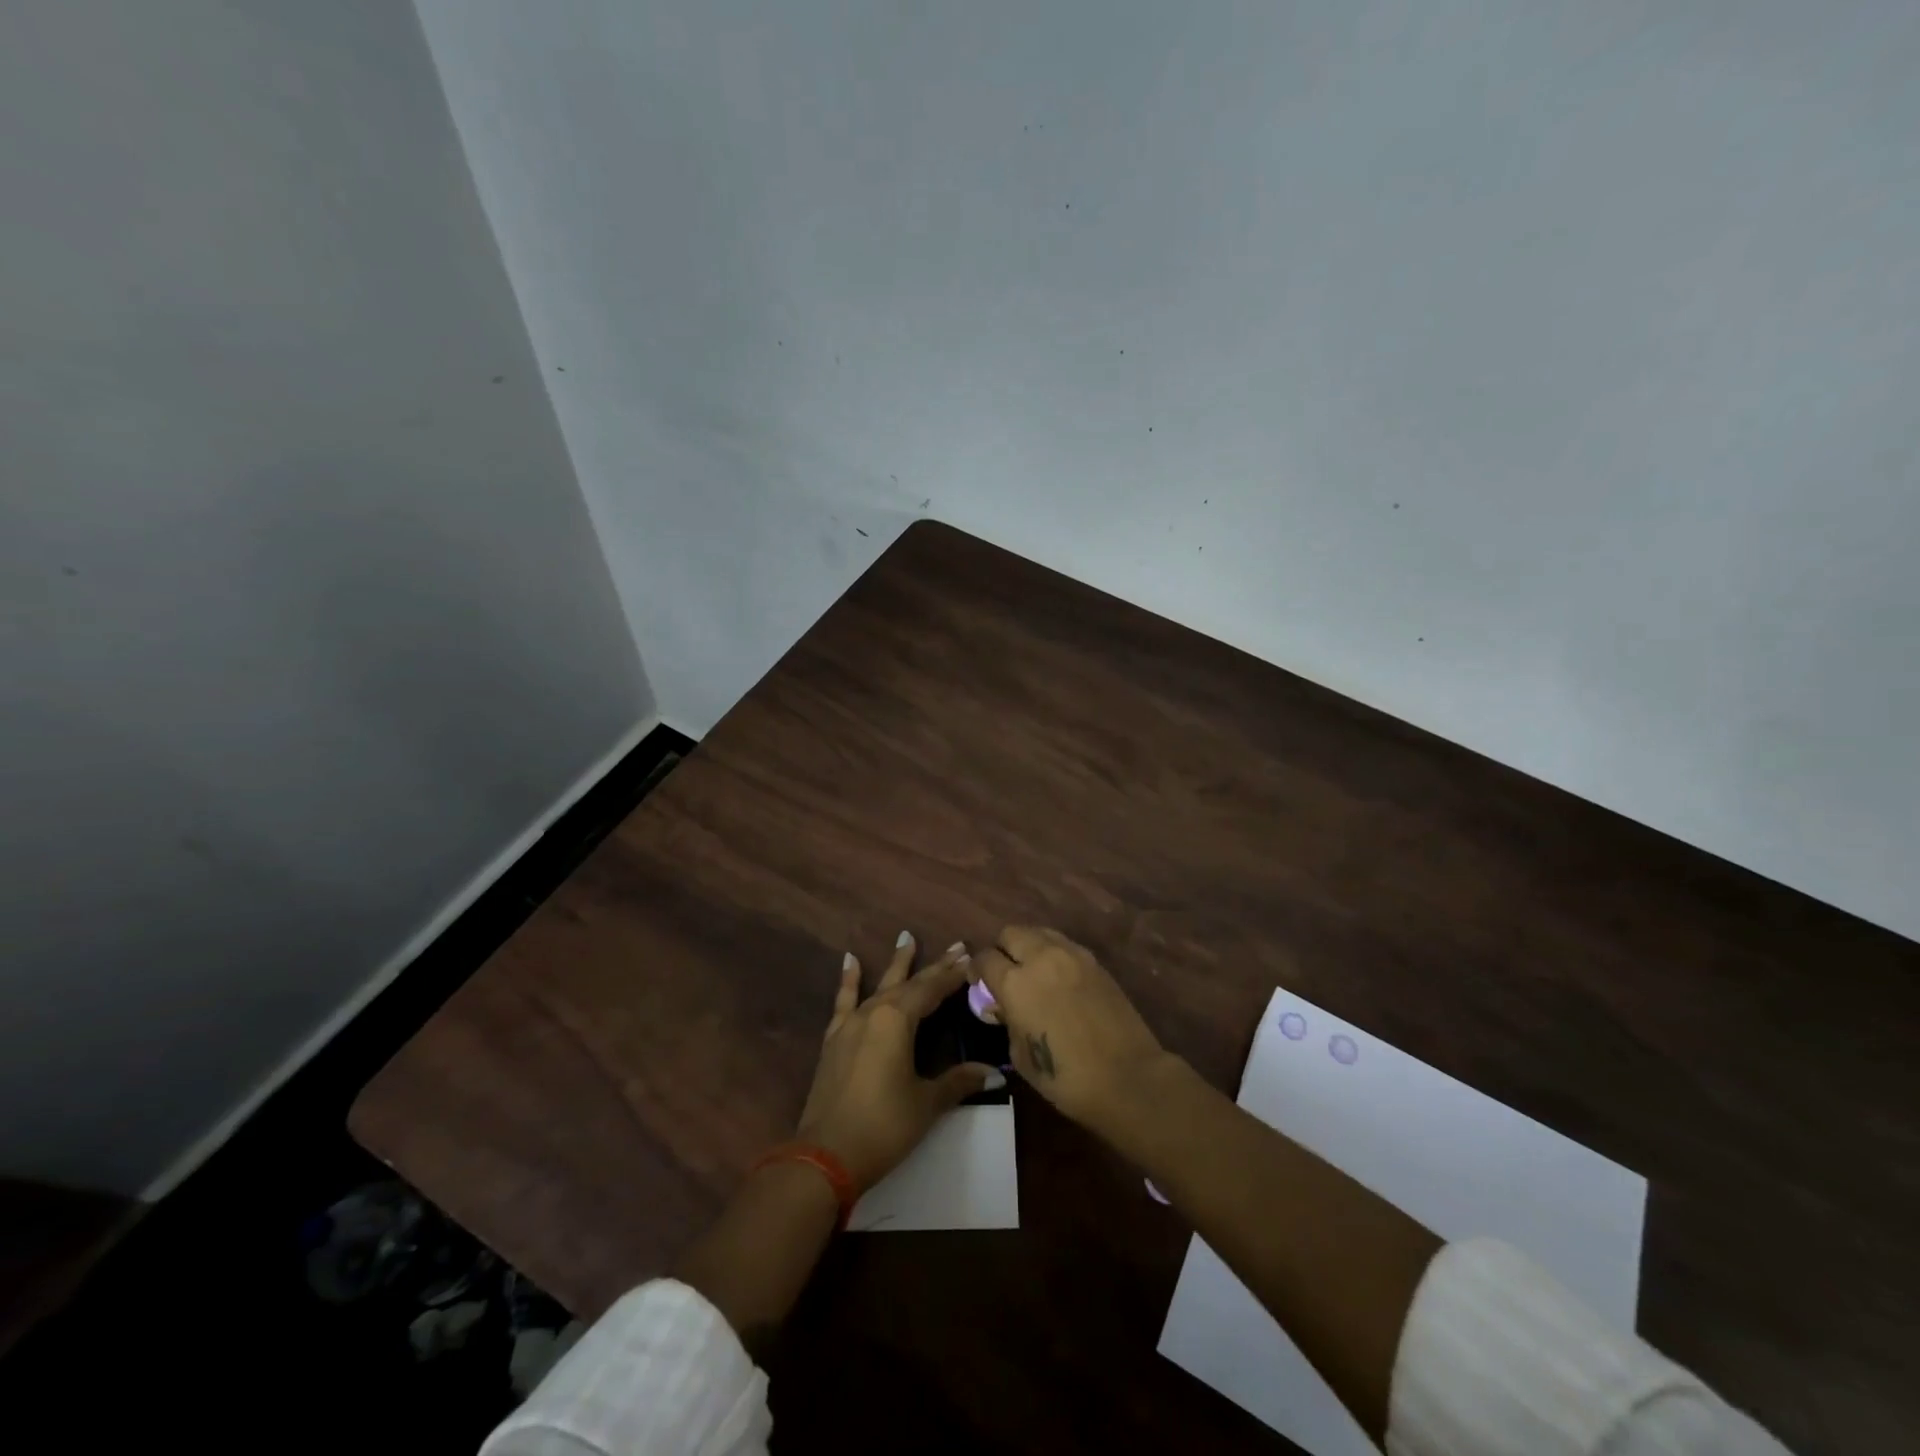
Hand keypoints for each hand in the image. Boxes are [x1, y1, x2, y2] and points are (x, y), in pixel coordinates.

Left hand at [796, 933, 997, 1190]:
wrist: (825, 1155)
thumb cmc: (883, 1126)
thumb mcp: (926, 1103)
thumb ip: (958, 1082)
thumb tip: (993, 1073)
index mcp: (898, 1020)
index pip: (932, 989)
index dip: (954, 975)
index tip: (973, 959)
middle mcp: (874, 1012)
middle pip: (909, 983)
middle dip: (934, 966)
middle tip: (956, 946)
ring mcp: (851, 1024)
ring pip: (879, 985)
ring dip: (896, 964)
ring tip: (906, 937)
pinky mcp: (834, 1040)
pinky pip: (844, 1002)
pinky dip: (849, 981)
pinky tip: (850, 961)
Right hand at [973, 926, 1171, 1136]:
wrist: (1127, 1077)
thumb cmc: (1065, 1077)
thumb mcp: (1020, 1055)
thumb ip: (1007, 1020)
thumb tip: (1001, 1004)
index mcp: (1016, 982)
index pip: (985, 958)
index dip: (977, 970)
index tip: (978, 983)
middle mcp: (1041, 957)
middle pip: (1011, 933)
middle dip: (1002, 950)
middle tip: (1005, 974)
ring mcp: (1072, 955)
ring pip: (1039, 932)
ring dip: (1029, 946)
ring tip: (1032, 972)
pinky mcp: (1095, 961)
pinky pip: (1064, 945)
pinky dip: (1054, 954)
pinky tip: (1058, 978)